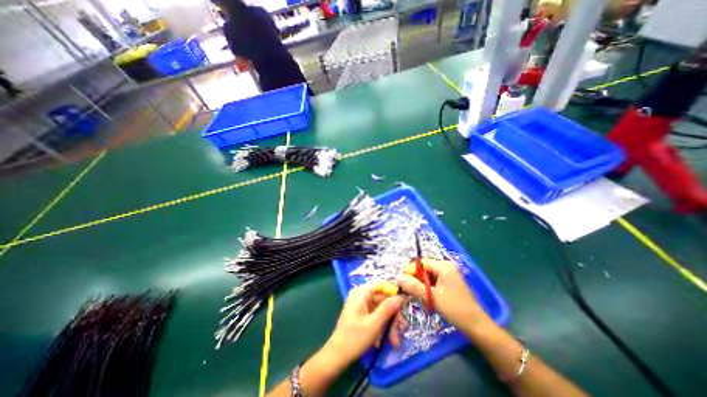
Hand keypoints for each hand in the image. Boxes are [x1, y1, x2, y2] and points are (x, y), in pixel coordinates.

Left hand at [322, 283, 402, 369]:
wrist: (337, 356)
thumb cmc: (355, 338)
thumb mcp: (374, 323)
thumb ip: (388, 308)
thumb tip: (400, 297)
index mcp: (361, 292)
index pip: (381, 285)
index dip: (393, 293)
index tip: (404, 304)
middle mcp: (361, 295)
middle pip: (382, 299)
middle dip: (393, 315)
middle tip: (403, 327)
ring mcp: (361, 305)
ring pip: (380, 309)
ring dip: (388, 324)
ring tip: (394, 341)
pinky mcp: (361, 314)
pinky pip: (375, 316)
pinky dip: (381, 327)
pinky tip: (381, 341)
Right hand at [397, 261, 492, 332]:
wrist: (476, 326)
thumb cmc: (455, 309)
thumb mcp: (432, 297)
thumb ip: (414, 287)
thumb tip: (398, 278)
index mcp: (444, 267)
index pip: (422, 263)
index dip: (410, 270)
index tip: (401, 280)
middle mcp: (445, 268)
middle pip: (424, 269)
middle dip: (414, 278)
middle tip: (405, 288)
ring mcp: (447, 276)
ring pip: (427, 276)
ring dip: (420, 284)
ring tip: (413, 293)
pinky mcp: (448, 284)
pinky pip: (433, 282)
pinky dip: (426, 288)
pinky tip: (422, 296)